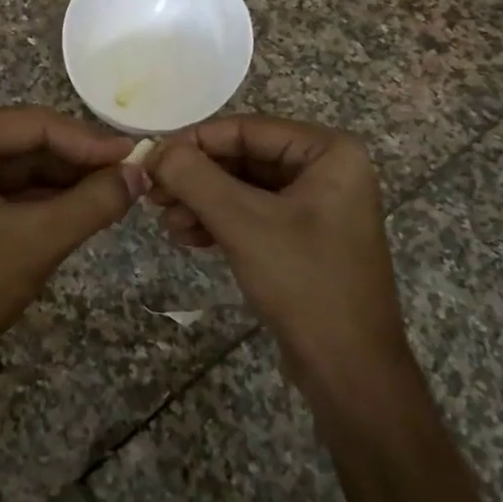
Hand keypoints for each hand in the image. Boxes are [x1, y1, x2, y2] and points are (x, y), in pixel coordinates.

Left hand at [0, 107, 143, 391]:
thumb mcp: (37, 241)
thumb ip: (93, 203)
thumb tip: (141, 173)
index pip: (33, 125)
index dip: (88, 140)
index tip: (136, 154)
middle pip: (29, 142)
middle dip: (81, 160)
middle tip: (133, 171)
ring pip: (26, 166)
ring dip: (70, 179)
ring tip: (121, 188)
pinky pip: (15, 189)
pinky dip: (51, 198)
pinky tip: (89, 204)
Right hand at [148, 117, 407, 385]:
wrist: (350, 371)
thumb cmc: (304, 282)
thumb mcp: (243, 222)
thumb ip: (195, 177)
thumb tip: (155, 149)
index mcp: (329, 152)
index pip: (247, 130)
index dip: (195, 142)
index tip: (152, 158)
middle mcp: (327, 170)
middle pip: (244, 158)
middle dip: (197, 178)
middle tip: (154, 194)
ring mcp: (317, 205)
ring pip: (244, 188)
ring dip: (202, 202)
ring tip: (168, 223)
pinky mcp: (304, 237)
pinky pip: (254, 214)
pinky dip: (220, 222)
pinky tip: (188, 237)